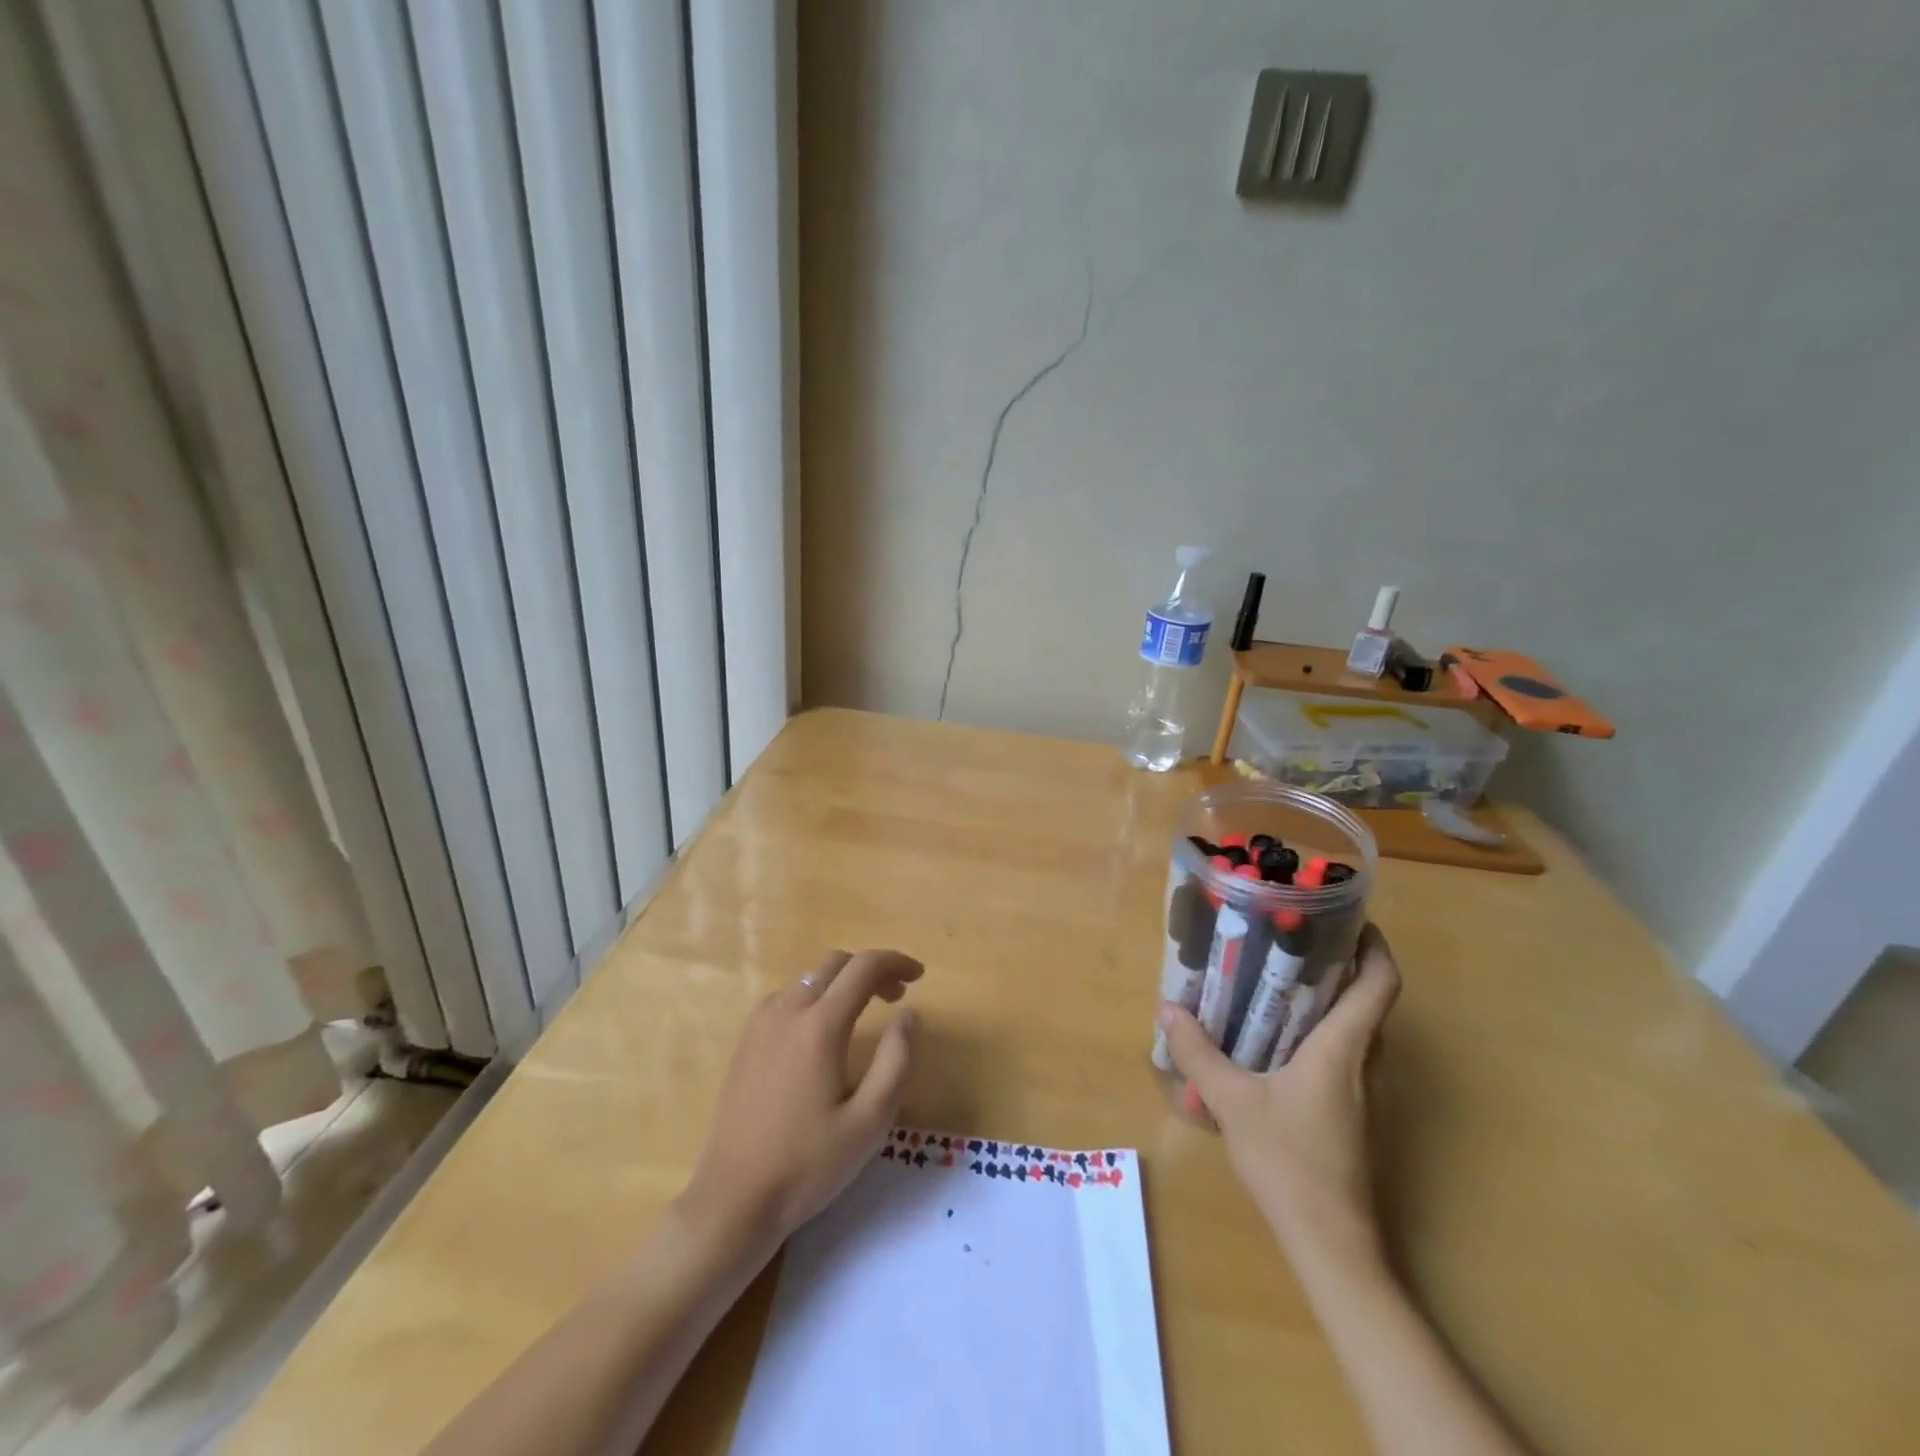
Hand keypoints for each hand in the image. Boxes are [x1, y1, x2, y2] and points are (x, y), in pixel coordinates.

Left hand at [678, 950, 922, 1247]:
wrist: (733, 1200)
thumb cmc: (808, 1164)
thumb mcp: (870, 1121)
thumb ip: (896, 1060)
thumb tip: (910, 1014)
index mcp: (820, 1025)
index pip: (864, 967)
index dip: (896, 962)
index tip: (919, 975)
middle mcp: (788, 1011)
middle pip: (835, 964)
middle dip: (870, 970)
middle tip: (896, 997)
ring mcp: (761, 1024)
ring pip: (809, 978)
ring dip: (841, 982)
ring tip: (863, 1013)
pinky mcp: (746, 1041)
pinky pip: (786, 997)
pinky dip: (814, 997)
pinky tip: (821, 1031)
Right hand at [1159, 924, 1399, 1265]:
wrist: (1332, 1244)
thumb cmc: (1291, 1162)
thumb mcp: (1233, 1102)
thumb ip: (1199, 1053)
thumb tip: (1168, 1009)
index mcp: (1344, 1048)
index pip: (1380, 983)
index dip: (1374, 945)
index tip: (1349, 918)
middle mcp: (1363, 1061)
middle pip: (1370, 999)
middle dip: (1342, 962)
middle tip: (1295, 938)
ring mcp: (1362, 1091)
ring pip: (1358, 1027)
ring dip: (1331, 997)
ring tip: (1280, 977)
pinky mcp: (1352, 1112)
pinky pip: (1344, 1052)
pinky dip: (1320, 1030)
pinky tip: (1277, 1036)